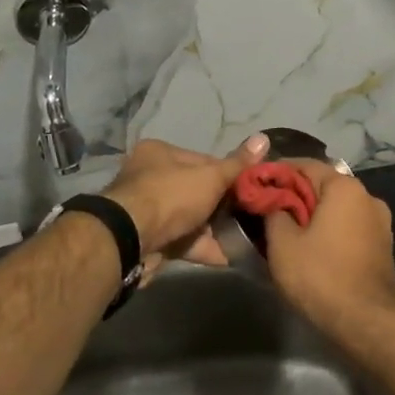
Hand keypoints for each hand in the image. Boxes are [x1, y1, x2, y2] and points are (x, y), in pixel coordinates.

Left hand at [102, 133, 270, 275]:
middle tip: (253, 216)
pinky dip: (206, 248)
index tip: (251, 189)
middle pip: (197, 190)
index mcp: (160, 153)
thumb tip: (264, 138)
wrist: (130, 242)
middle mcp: (151, 178)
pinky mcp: (151, 240)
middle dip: (224, 206)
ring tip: (249, 238)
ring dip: (216, 230)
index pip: (204, 160)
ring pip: (191, 218)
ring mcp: (149, 212)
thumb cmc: (171, 196)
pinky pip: (185, 241)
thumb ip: (237, 164)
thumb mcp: (210, 176)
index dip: (229, 174)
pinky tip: (232, 256)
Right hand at [262, 163, 394, 331]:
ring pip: (336, 208)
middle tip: (266, 210)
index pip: (304, 165)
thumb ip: (273, 213)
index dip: (276, 173)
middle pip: (322, 186)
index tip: (255, 185)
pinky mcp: (382, 246)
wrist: (368, 323)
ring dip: (312, 215)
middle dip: (294, 196)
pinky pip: (348, 227)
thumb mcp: (283, 244)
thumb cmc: (321, 276)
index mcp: (344, 187)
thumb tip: (272, 202)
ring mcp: (379, 222)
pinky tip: (311, 248)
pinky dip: (329, 231)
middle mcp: (367, 196)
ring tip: (286, 231)